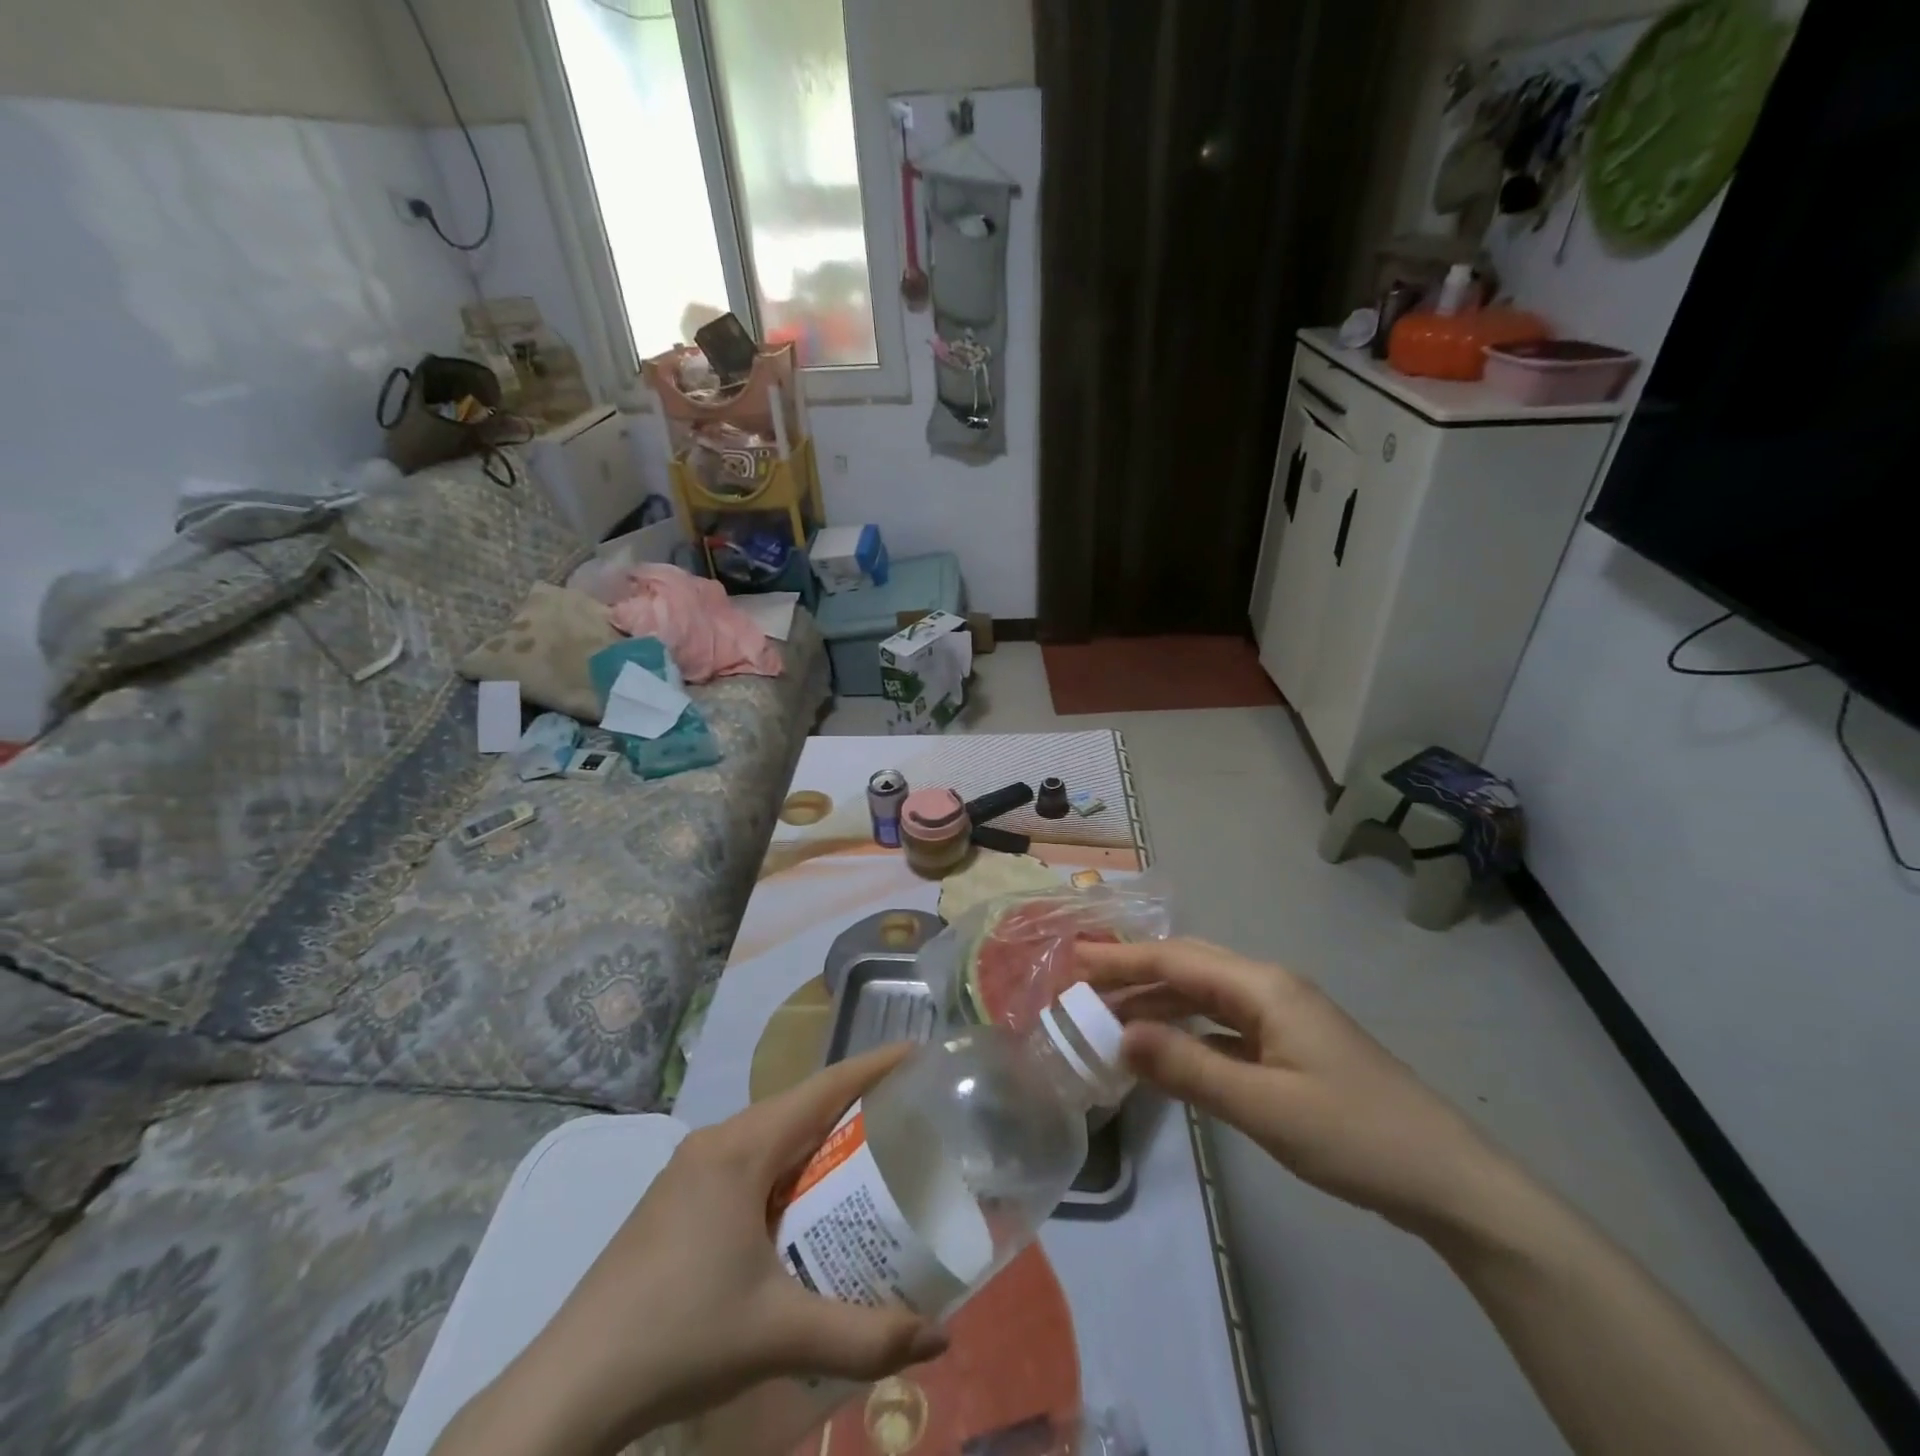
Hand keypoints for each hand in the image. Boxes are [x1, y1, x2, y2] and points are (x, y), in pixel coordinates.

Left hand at [432, 1046, 947, 1455]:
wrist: (569, 1387)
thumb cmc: (680, 1337)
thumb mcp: (780, 1334)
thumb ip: (866, 1337)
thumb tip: (942, 1343)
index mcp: (742, 1148)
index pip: (823, 1087)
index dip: (874, 1067)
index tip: (918, 1055)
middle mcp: (717, 1141)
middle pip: (800, 1105)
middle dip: (854, 1106)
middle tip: (908, 1120)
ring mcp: (690, 1168)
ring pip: (772, 1133)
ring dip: (817, 1139)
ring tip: (867, 1160)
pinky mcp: (676, 1197)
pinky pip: (749, 1160)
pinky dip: (787, 1166)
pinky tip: (803, 1208)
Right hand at [1079, 939, 1502, 1232]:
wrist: (1447, 1180)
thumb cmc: (1353, 1134)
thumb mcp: (1262, 1105)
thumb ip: (1187, 1067)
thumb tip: (1118, 1035)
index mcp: (1263, 987)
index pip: (1177, 960)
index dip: (1122, 958)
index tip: (1073, 959)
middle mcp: (1269, 989)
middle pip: (1189, 968)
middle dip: (1134, 972)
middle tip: (1081, 985)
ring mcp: (1282, 1018)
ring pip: (1205, 997)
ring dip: (1158, 1003)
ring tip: (1109, 1017)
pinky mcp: (1289, 1047)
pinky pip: (1223, 1026)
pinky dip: (1186, 1031)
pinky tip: (1164, 1048)